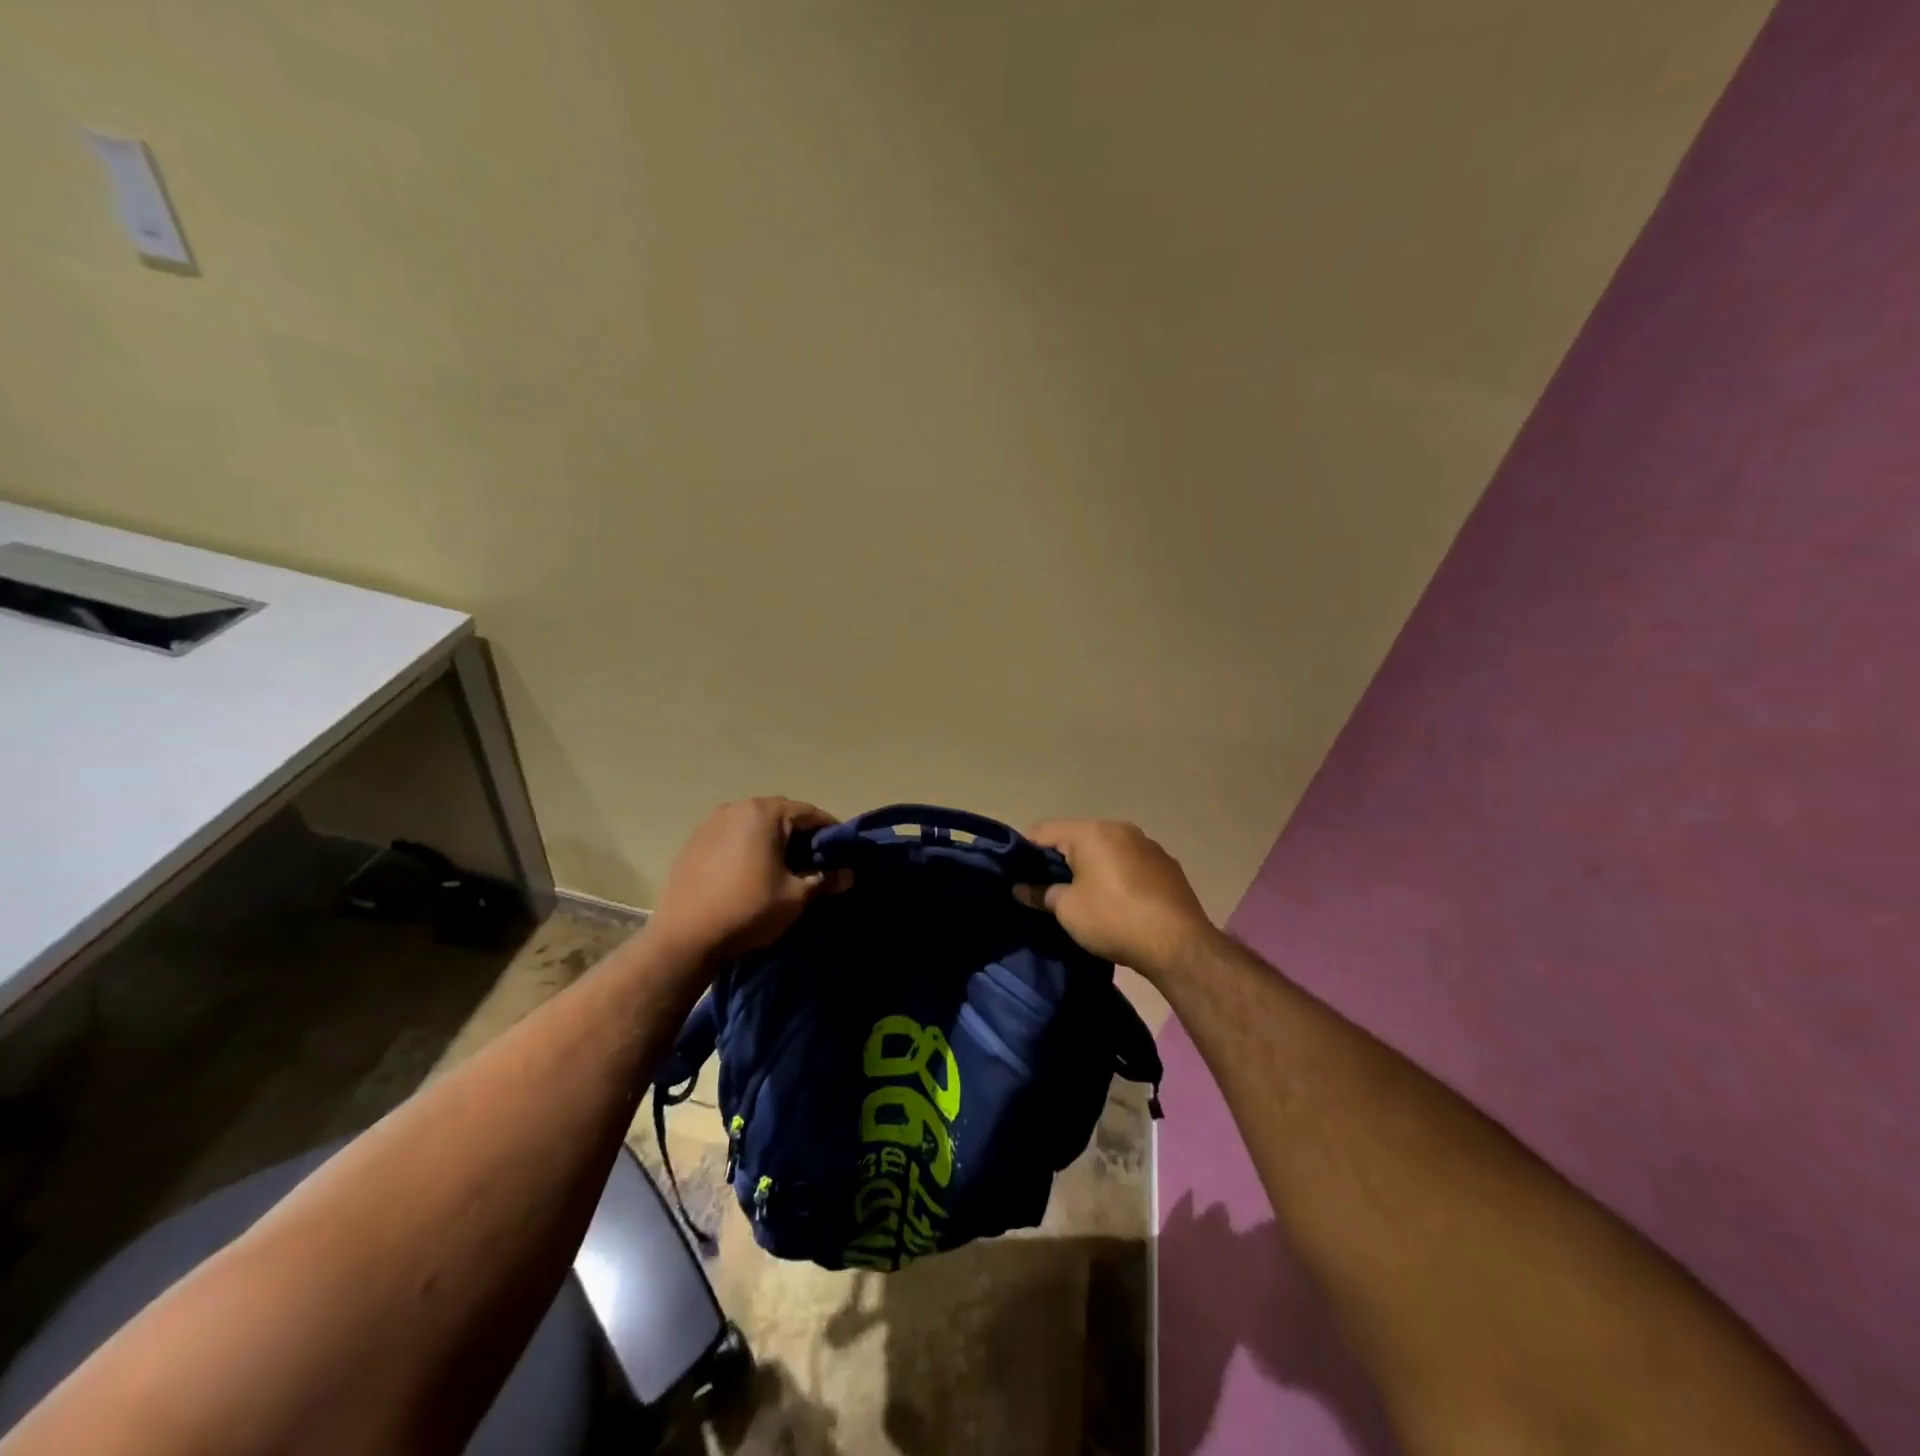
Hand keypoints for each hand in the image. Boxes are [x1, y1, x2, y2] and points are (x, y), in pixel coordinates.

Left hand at [648, 798, 850, 964]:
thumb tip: (849, 874)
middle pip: (781, 813)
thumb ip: (825, 880)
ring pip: (754, 823)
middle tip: (815, 860)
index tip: (842, 851)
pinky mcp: (693, 841)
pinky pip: (731, 835)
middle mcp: (737, 808)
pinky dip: (747, 846)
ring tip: (783, 866)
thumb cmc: (748, 910)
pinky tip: (750, 871)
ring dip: (772, 838)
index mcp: (765, 813)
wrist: (685, 939)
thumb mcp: (795, 897)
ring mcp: (710, 823)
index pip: (810, 813)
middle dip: (801, 833)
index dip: (830, 831)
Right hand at [1015, 819, 1219, 979]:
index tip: (1016, 875)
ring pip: (1105, 850)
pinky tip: (1115, 902)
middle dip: (1058, 860)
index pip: (1043, 831)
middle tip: (1045, 889)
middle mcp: (1120, 828)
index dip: (1024, 852)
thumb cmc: (1113, 919)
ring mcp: (1147, 845)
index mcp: (1091, 832)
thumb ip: (1040, 894)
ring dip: (1089, 867)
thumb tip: (1020, 889)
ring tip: (1081, 897)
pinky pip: (1128, 863)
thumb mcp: (1068, 910)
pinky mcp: (1166, 865)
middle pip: (1076, 838)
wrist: (1178, 944)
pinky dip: (1115, 875)